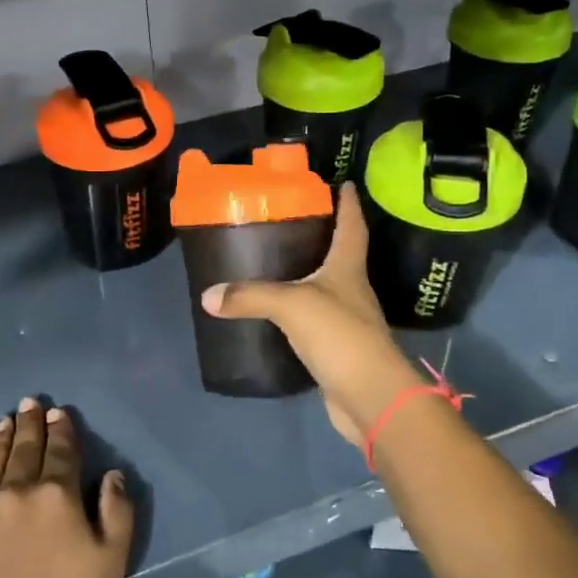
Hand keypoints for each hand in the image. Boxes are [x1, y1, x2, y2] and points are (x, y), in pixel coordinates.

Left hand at [0, 399, 134, 577]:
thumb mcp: (110, 564)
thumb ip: (117, 514)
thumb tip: (112, 475)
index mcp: (58, 496)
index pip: (62, 452)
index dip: (62, 430)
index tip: (59, 412)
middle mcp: (19, 491)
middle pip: (26, 449)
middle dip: (30, 423)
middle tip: (29, 402)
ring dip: (2, 438)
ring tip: (5, 419)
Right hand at [199, 183, 422, 443]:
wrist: (369, 396)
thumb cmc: (339, 335)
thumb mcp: (291, 305)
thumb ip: (250, 296)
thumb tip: (208, 296)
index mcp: (348, 268)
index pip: (352, 226)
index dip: (348, 204)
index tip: (342, 182)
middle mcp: (352, 290)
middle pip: (341, 255)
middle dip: (323, 236)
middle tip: (291, 220)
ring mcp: (347, 321)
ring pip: (326, 289)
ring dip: (308, 276)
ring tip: (276, 263)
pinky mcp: (337, 349)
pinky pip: (313, 322)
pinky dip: (297, 314)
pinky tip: (275, 315)